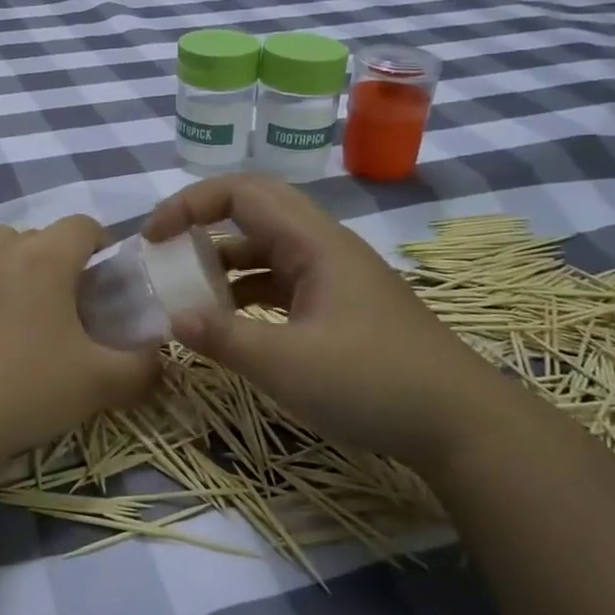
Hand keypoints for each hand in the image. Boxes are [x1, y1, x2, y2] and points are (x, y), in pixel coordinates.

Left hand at [0, 218, 158, 461]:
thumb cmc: (29, 391)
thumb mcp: (102, 383)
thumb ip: (144, 366)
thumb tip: (161, 357)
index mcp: (46, 257)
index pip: (83, 226)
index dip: (101, 247)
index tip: (106, 283)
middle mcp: (0, 249)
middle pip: (39, 236)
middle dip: (59, 261)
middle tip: (68, 308)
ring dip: (12, 263)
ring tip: (19, 306)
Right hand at [144, 174, 503, 469]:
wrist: (461, 423)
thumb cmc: (373, 383)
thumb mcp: (288, 366)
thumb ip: (225, 339)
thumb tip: (173, 318)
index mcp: (313, 242)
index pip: (242, 192)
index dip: (190, 204)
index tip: (153, 238)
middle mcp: (323, 247)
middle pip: (253, 211)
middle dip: (202, 225)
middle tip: (164, 252)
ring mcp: (334, 277)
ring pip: (267, 250)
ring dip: (224, 263)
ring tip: (186, 292)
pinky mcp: (340, 306)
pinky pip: (281, 282)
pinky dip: (247, 292)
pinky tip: (229, 323)